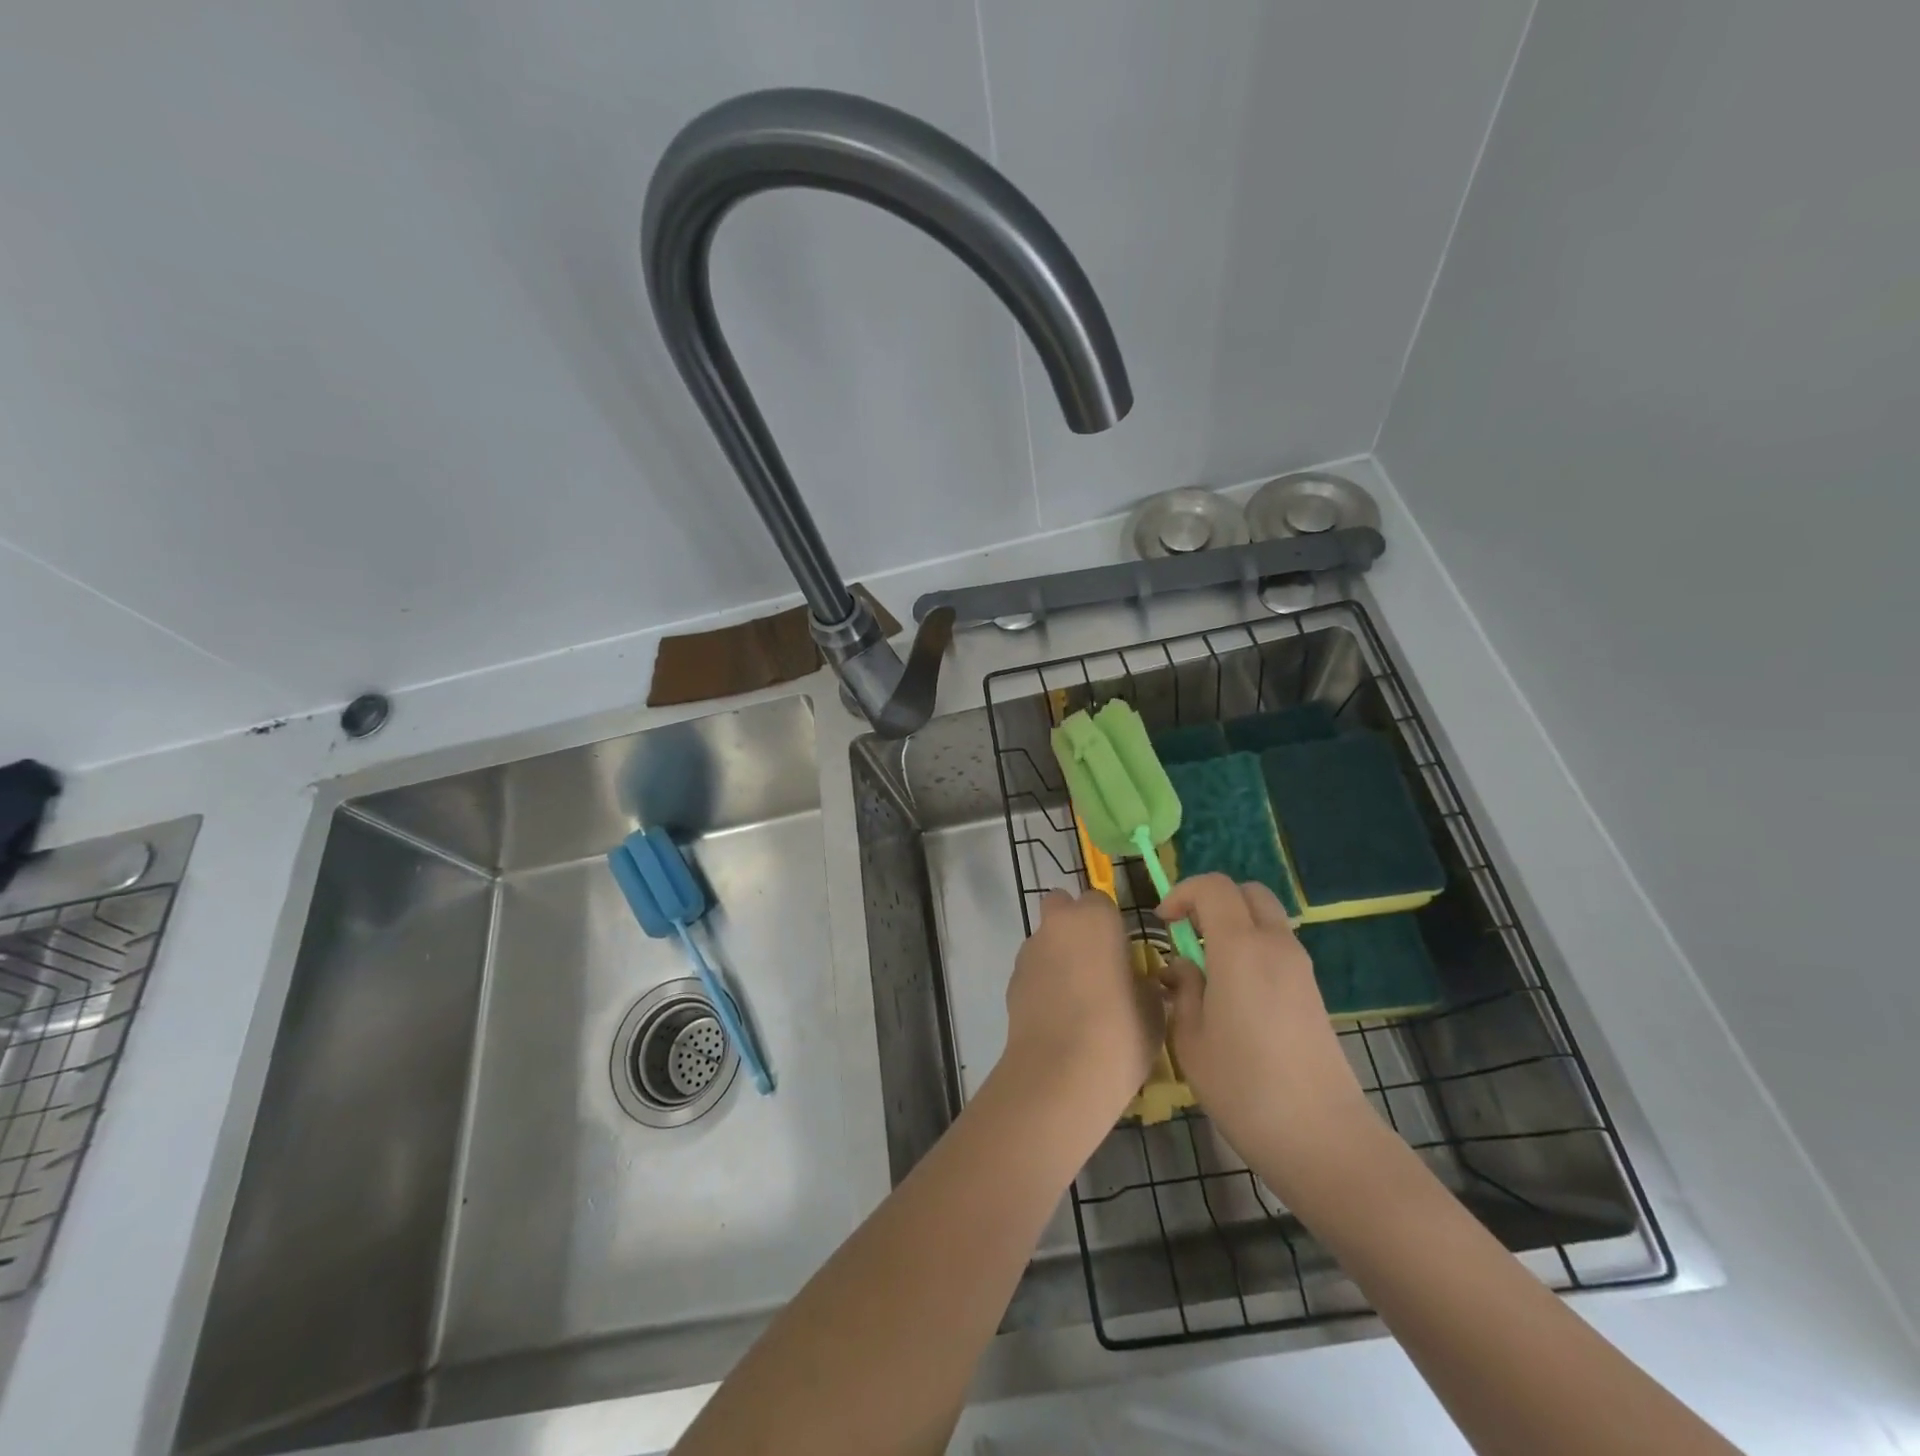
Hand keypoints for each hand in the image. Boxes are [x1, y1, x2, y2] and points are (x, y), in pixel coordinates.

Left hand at [999, 890, 1162, 1130]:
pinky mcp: (1012, 980)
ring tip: (1076, 999)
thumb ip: (1143, 982)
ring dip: (1057, 955)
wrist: (1062, 1073)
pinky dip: (1043, 982)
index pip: (1099, 900)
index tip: (1121, 952)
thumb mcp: (1153, 1007)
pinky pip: (1033, 970)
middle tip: (1094, 962)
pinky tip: (1057, 1016)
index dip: (1109, 923)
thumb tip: (1136, 980)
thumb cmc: (1120, 1031)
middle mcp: (1058, 924)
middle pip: (1061, 907)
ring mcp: (1030, 951)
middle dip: (1073, 924)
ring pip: (1044, 939)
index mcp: (1095, 918)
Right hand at [1157, 875, 1374, 1195]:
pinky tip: (1235, 990)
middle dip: (1212, 899)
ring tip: (1208, 965)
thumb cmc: (1244, 1087)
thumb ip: (1182, 991)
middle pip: (1247, 891)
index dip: (1182, 893)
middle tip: (1187, 933)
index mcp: (1240, 947)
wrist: (1321, 1136)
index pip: (1213, 887)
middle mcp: (1275, 945)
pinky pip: (1278, 945)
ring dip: (1234, 923)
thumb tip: (1182, 968)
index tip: (1163, 923)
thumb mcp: (1190, 1039)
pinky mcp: (1313, 991)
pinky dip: (1252, 946)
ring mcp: (1300, 967)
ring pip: (1265, 917)